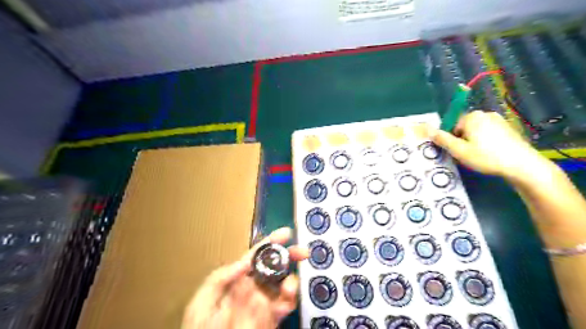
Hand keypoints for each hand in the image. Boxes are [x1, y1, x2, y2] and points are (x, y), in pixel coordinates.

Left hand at [183, 228, 310, 328]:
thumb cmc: (201, 328)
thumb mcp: (203, 301)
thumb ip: (220, 278)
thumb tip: (246, 262)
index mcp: (239, 277)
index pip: (257, 255)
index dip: (272, 242)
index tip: (287, 232)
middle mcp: (255, 286)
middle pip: (276, 266)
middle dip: (290, 255)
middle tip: (302, 251)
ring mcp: (265, 302)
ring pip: (285, 284)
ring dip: (291, 280)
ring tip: (288, 285)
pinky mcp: (272, 318)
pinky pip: (286, 305)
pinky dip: (290, 299)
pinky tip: (286, 299)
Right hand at [429, 112, 551, 179]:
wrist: (522, 165)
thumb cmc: (486, 157)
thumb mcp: (459, 150)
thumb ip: (442, 139)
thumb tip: (427, 129)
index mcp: (471, 117)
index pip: (451, 126)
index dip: (451, 140)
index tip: (456, 152)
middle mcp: (484, 114)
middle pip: (463, 127)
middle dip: (462, 140)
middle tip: (467, 156)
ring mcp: (498, 120)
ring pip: (475, 131)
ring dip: (473, 142)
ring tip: (479, 156)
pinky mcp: (507, 128)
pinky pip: (488, 133)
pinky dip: (485, 142)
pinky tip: (490, 154)